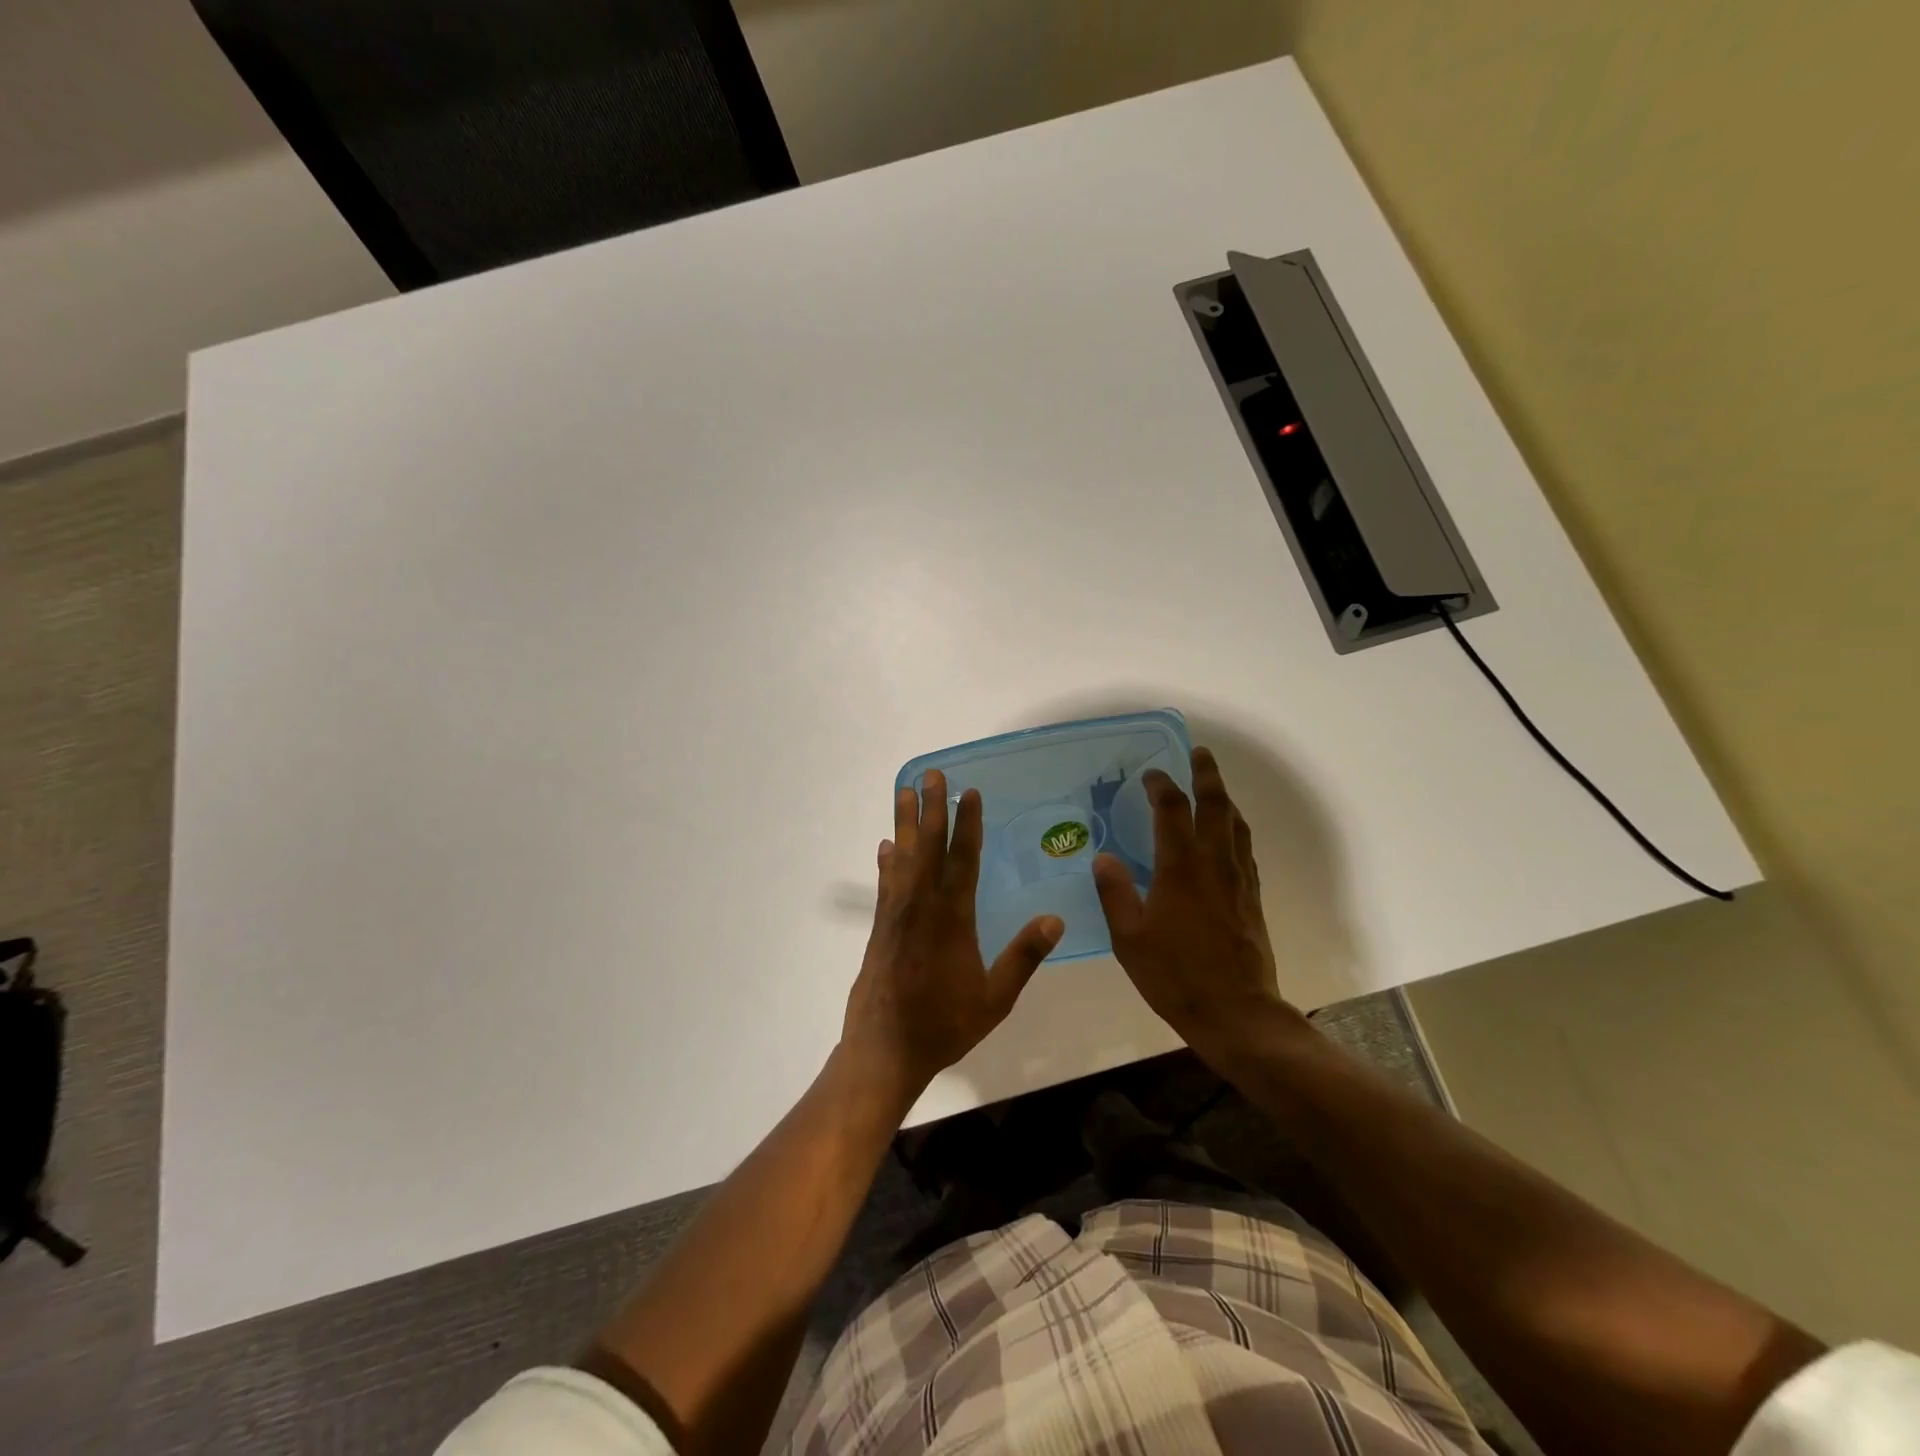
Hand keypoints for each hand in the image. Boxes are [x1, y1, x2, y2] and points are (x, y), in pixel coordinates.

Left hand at [841, 770, 1064, 1105]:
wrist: (886, 1049)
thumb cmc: (945, 1024)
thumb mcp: (995, 997)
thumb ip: (1024, 956)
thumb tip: (1056, 918)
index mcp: (953, 918)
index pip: (963, 859)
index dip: (967, 823)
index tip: (969, 793)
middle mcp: (922, 905)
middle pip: (928, 846)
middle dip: (931, 808)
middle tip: (931, 774)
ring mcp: (896, 914)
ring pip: (902, 857)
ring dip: (904, 822)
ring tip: (903, 791)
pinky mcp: (881, 927)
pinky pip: (886, 884)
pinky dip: (887, 861)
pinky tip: (886, 847)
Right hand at [1093, 747, 1303, 1063]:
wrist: (1236, 1012)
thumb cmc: (1175, 975)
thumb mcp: (1129, 937)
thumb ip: (1115, 893)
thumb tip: (1103, 857)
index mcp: (1180, 868)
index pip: (1172, 811)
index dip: (1161, 786)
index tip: (1151, 773)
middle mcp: (1214, 864)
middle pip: (1216, 806)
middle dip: (1207, 775)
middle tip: (1200, 753)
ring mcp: (1239, 880)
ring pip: (1237, 825)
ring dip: (1225, 799)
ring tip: (1215, 787)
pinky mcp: (1252, 898)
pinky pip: (1245, 849)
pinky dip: (1235, 829)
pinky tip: (1229, 836)